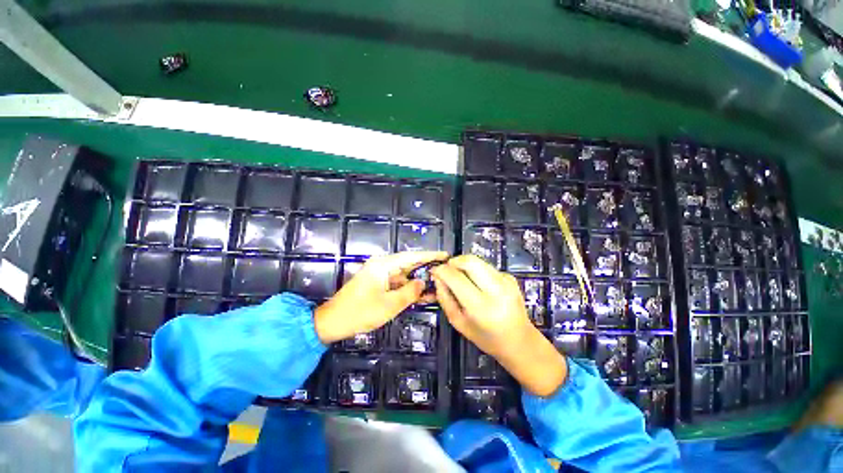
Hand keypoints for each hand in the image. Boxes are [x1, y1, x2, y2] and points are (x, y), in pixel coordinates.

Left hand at [314, 251, 447, 343]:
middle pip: (409, 264)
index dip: (430, 255)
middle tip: (445, 270)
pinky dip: (408, 288)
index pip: (411, 257)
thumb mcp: (389, 304)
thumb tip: (422, 283)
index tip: (445, 255)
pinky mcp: (378, 283)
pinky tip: (422, 294)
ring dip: (418, 280)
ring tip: (438, 285)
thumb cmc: (360, 312)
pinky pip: (397, 283)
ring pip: (404, 275)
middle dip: (427, 268)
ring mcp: (379, 274)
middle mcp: (382, 265)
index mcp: (383, 265)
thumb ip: (409, 292)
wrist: (333, 322)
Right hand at [432, 255, 567, 396]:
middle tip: (447, 270)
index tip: (435, 270)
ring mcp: (506, 282)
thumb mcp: (459, 323)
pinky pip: (487, 267)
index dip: (442, 270)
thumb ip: (444, 298)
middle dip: (454, 261)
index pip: (456, 277)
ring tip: (461, 277)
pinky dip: (476, 271)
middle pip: (470, 261)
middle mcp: (496, 291)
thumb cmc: (487, 338)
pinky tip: (478, 284)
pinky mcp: (510, 277)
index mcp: (481, 308)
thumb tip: (437, 277)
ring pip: (478, 261)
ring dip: (464, 265)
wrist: (520, 342)